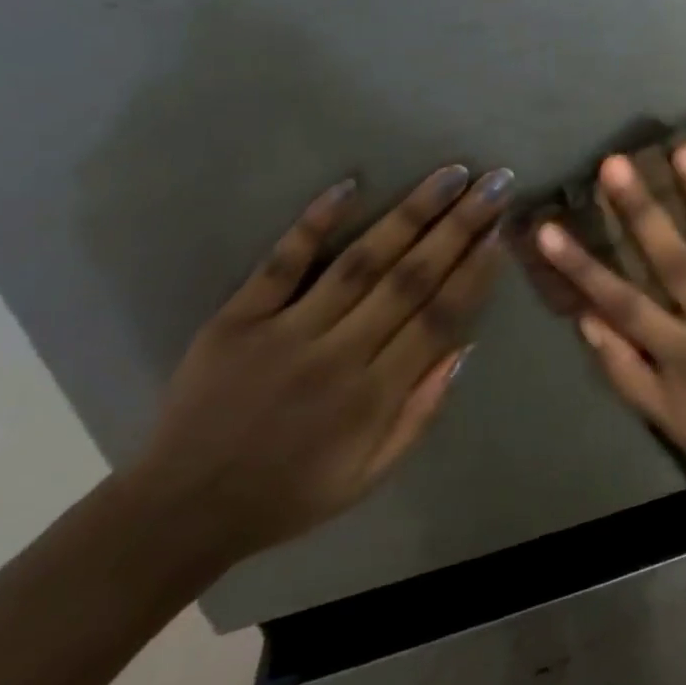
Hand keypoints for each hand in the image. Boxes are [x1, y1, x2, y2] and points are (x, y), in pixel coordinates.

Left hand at [126, 164, 513, 567]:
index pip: (440, 318)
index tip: (504, 233)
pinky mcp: (237, 318)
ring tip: (449, 175)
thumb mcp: (371, 473)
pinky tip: (350, 184)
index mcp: (374, 395)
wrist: (181, 509)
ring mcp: (285, 330)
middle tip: (494, 183)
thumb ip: (422, 411)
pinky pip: (282, 263)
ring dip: (410, 213)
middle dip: (460, 226)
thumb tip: (464, 347)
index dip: (476, 272)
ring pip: (361, 260)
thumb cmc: (291, 493)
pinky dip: (315, 221)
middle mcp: (338, 353)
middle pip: (411, 278)